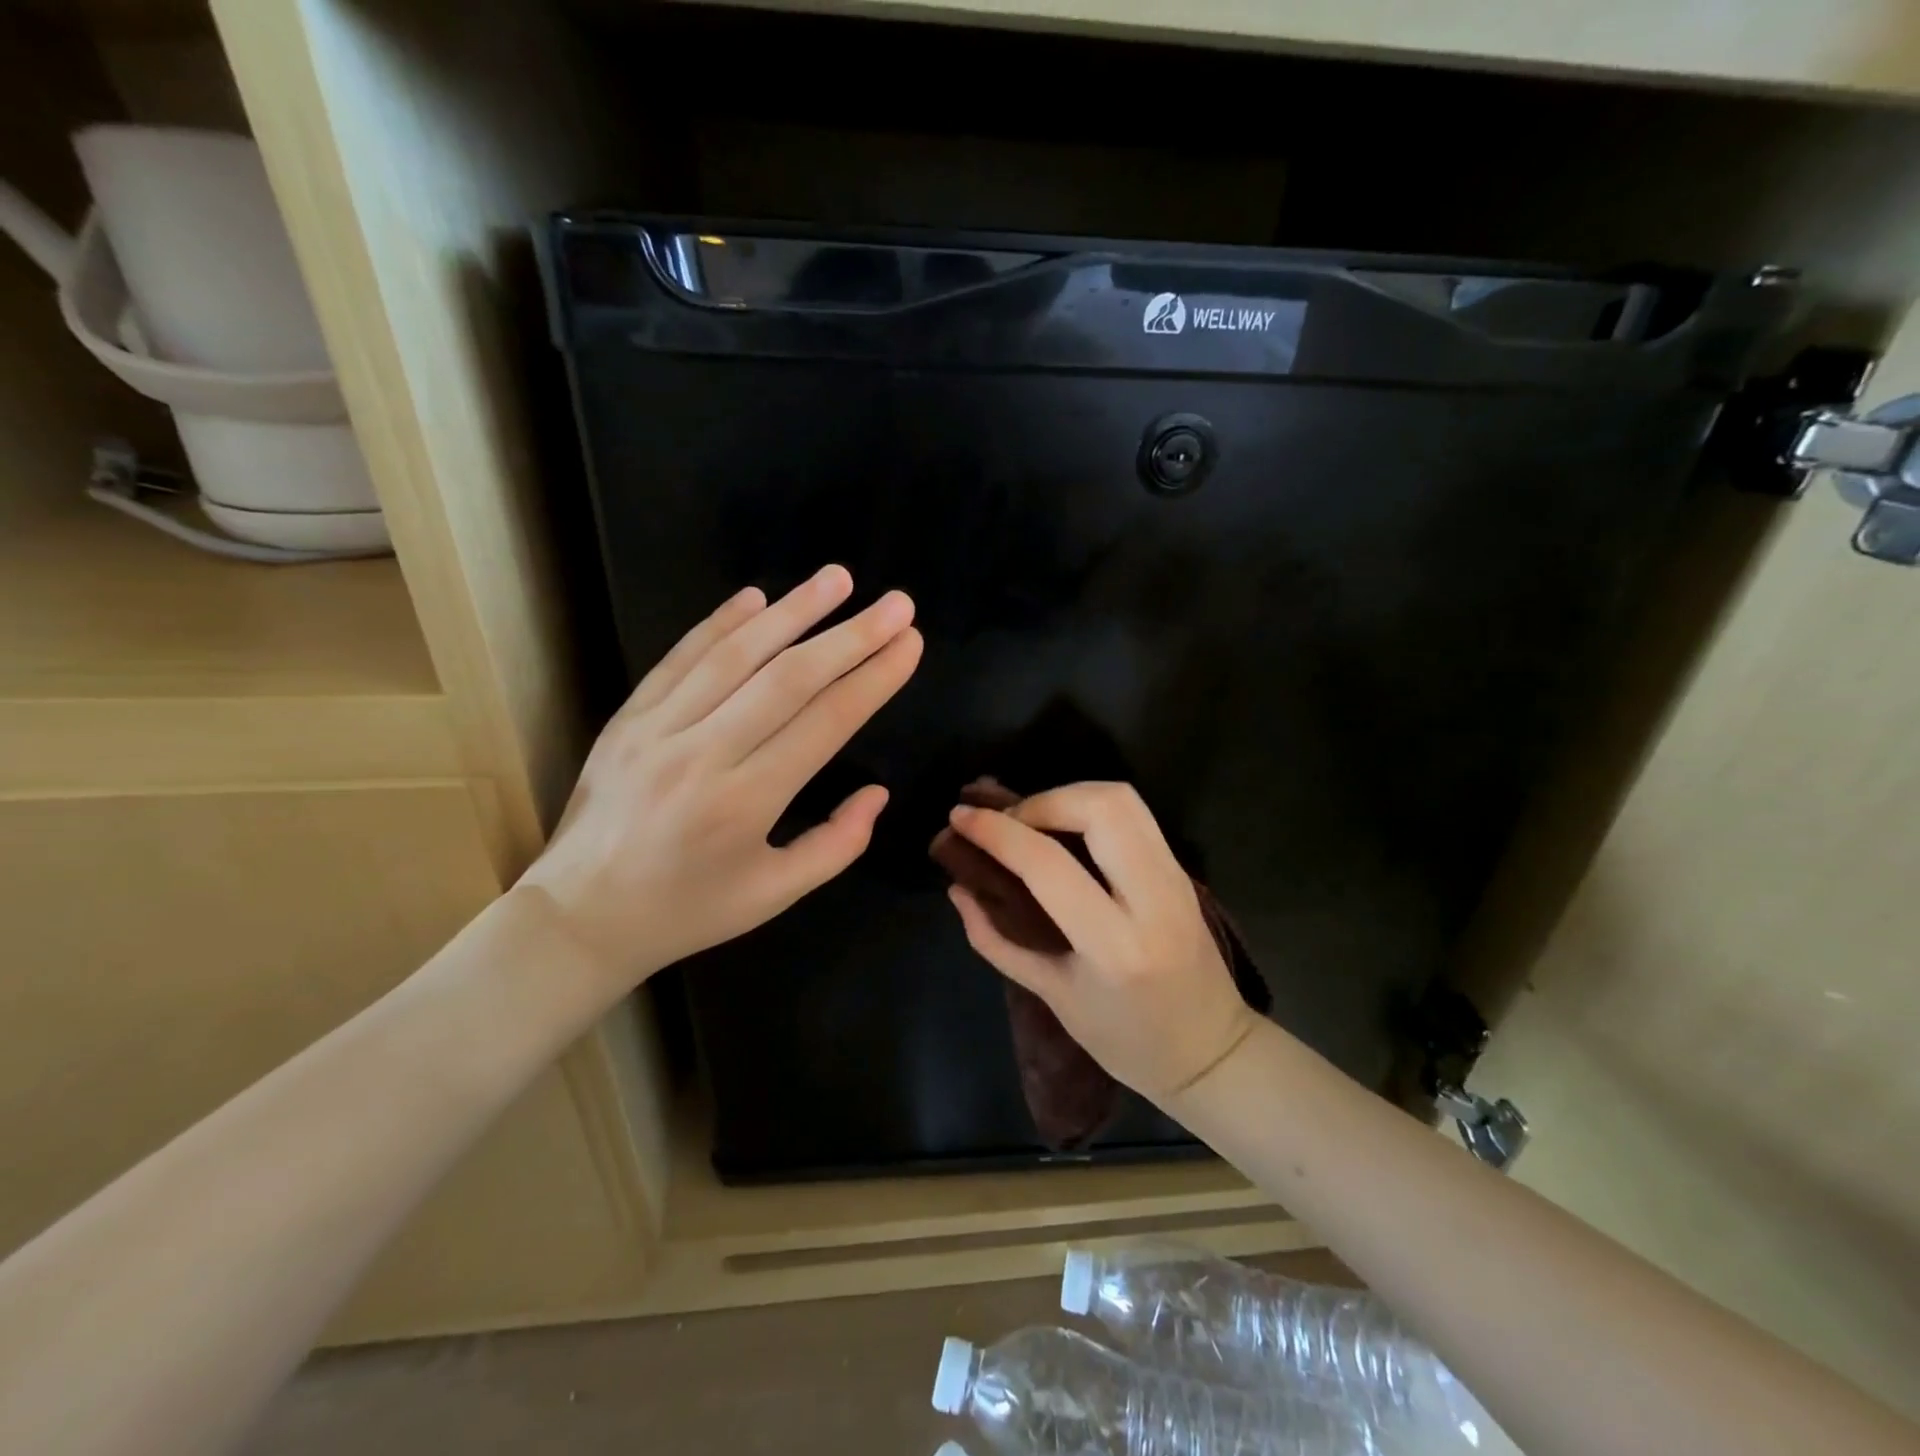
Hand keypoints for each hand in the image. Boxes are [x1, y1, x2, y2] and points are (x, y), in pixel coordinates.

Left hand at [521, 566, 921, 987]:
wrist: (579, 917)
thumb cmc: (687, 911)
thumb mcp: (774, 896)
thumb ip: (836, 845)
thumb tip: (877, 792)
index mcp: (745, 803)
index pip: (825, 723)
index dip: (873, 679)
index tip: (910, 644)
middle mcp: (703, 754)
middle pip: (788, 679)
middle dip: (850, 636)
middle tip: (896, 603)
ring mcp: (658, 729)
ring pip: (735, 655)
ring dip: (792, 611)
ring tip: (838, 578)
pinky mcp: (628, 717)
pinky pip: (680, 659)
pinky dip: (720, 623)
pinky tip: (756, 596)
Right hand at [944, 782, 1258, 1104]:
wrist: (1211, 1052)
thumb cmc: (1126, 1041)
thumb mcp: (1053, 997)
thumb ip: (997, 940)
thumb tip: (958, 889)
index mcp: (1114, 947)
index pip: (1048, 864)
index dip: (997, 832)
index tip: (961, 817)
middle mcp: (1153, 900)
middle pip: (1100, 807)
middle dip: (1041, 800)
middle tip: (1008, 822)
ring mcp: (1176, 878)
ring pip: (1123, 798)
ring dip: (1068, 795)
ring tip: (1034, 820)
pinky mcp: (1182, 869)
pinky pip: (1134, 814)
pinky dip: (1090, 807)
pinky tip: (1065, 829)